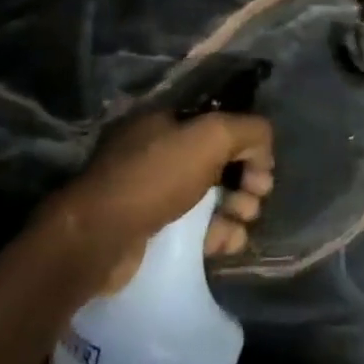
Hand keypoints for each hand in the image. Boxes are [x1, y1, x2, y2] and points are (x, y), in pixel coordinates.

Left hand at [47, 109, 275, 292]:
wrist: (99, 239)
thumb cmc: (154, 178)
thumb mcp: (210, 136)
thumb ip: (248, 131)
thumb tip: (264, 149)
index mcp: (166, 121)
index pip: (220, 125)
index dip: (247, 145)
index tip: (262, 169)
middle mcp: (159, 151)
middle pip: (220, 162)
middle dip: (246, 180)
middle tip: (256, 197)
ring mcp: (154, 192)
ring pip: (211, 197)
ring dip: (237, 209)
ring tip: (242, 221)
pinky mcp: (154, 230)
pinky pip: (197, 228)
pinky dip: (218, 233)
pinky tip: (228, 243)